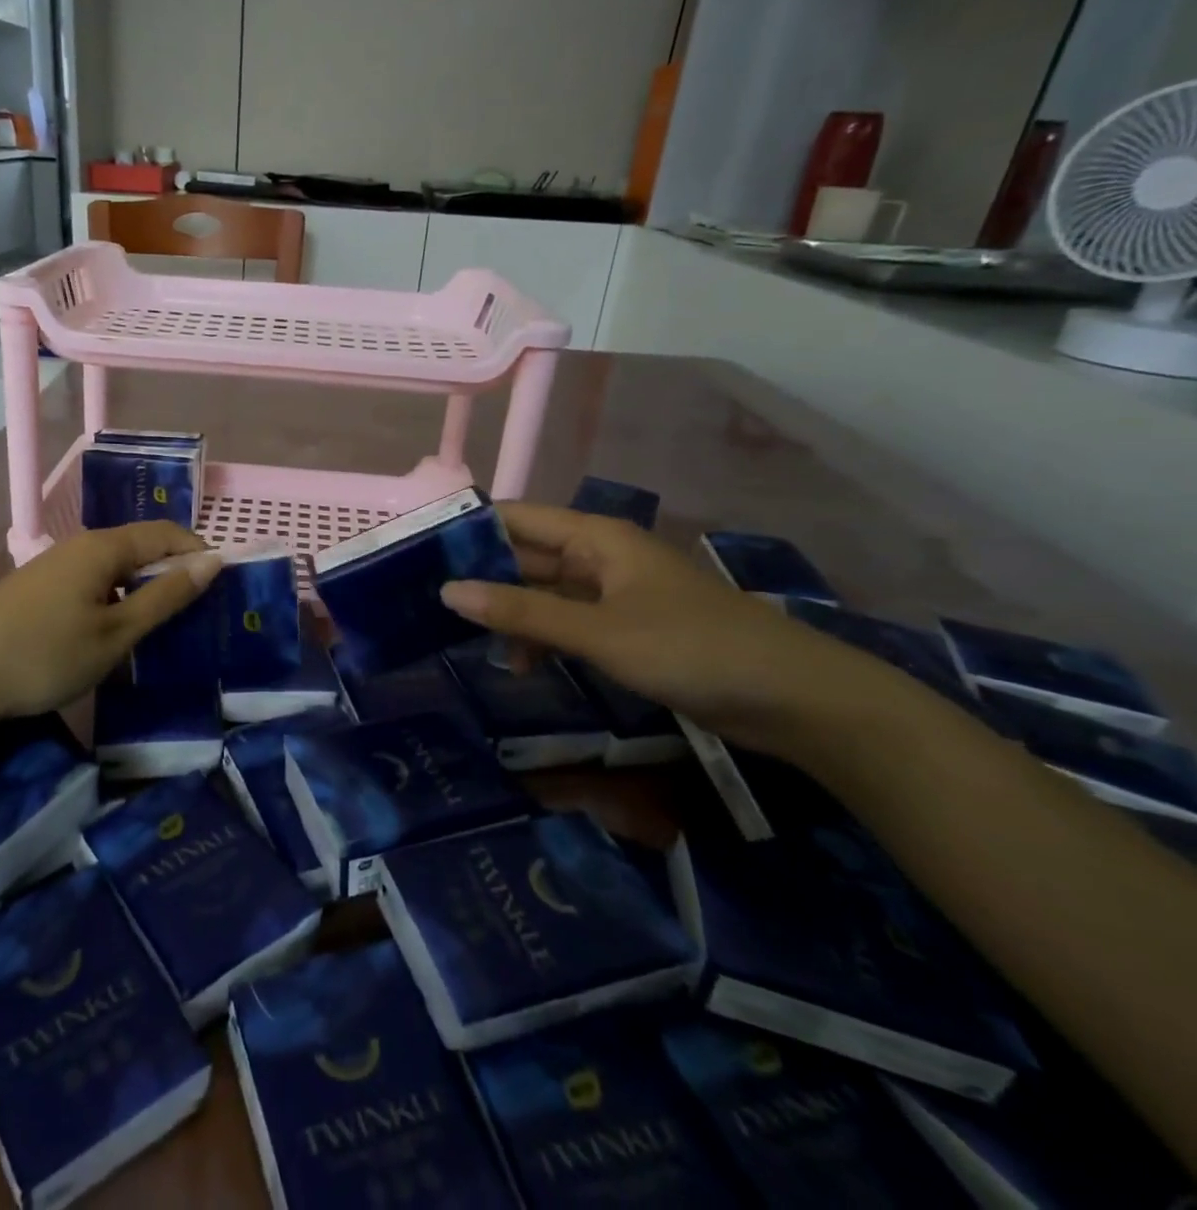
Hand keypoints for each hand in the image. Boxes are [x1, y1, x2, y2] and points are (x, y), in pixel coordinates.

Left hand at [0, 523, 222, 724]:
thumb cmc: (44, 654)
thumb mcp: (116, 633)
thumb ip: (166, 597)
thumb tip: (212, 561)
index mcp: (104, 547)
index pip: (167, 533)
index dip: (199, 553)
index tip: (222, 589)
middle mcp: (80, 545)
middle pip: (141, 547)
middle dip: (173, 574)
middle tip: (196, 615)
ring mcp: (55, 565)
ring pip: (115, 568)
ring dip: (143, 590)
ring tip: (161, 628)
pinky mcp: (38, 588)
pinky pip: (92, 583)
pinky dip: (115, 600)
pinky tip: (114, 632)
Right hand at [439, 504, 920, 762]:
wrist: (796, 700)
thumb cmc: (692, 649)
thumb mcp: (598, 632)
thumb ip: (523, 612)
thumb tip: (448, 592)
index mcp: (596, 538)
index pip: (517, 519)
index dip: (470, 532)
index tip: (421, 554)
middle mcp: (602, 557)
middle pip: (528, 557)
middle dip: (485, 578)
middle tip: (430, 604)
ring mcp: (617, 595)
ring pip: (547, 594)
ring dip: (512, 614)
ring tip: (468, 642)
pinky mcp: (630, 630)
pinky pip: (570, 623)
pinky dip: (543, 638)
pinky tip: (521, 664)